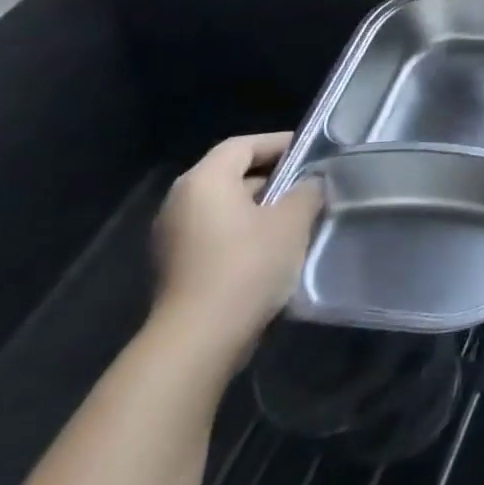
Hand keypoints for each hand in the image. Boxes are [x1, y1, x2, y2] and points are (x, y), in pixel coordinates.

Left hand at [151, 133, 321, 372]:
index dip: (278, 143)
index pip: (243, 145)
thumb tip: (311, 183)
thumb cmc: (247, 266)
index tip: (311, 152)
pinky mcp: (175, 268)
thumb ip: (307, 191)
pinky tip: (272, 250)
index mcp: (204, 181)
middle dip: (272, 178)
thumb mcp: (292, 221)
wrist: (198, 341)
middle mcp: (180, 202)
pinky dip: (242, 233)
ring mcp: (172, 238)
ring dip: (259, 208)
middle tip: (309, 186)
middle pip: (231, 175)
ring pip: (224, 207)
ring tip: (297, 218)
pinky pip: (214, 234)